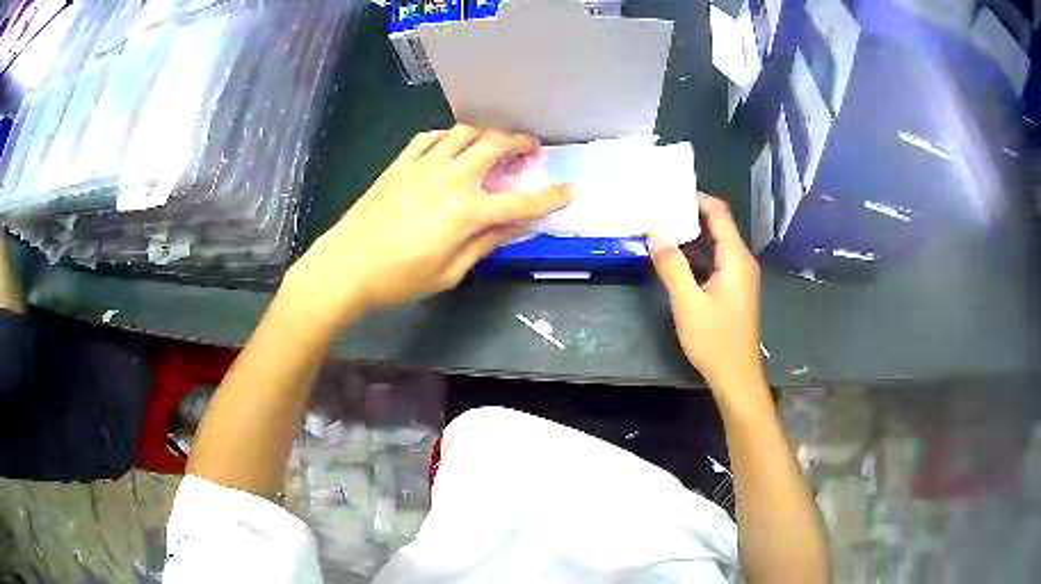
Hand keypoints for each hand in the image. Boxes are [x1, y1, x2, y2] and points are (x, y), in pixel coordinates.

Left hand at [284, 125, 571, 327]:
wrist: (346, 265)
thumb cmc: (399, 279)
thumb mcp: (450, 272)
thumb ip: (486, 244)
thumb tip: (517, 227)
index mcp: (466, 212)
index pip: (521, 201)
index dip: (551, 197)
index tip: (573, 190)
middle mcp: (450, 178)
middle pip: (495, 145)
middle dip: (521, 142)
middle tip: (531, 149)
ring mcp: (423, 165)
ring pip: (465, 132)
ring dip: (487, 133)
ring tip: (494, 143)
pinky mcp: (401, 162)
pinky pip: (431, 136)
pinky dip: (449, 136)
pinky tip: (452, 146)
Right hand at [650, 194, 763, 397]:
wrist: (736, 376)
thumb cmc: (715, 340)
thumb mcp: (688, 303)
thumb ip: (672, 267)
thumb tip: (655, 235)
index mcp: (735, 258)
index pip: (719, 213)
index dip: (697, 198)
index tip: (669, 192)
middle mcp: (742, 261)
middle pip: (718, 226)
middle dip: (689, 215)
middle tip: (657, 209)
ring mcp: (740, 276)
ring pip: (716, 244)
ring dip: (691, 236)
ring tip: (660, 229)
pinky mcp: (734, 289)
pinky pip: (716, 261)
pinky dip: (697, 255)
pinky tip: (675, 259)